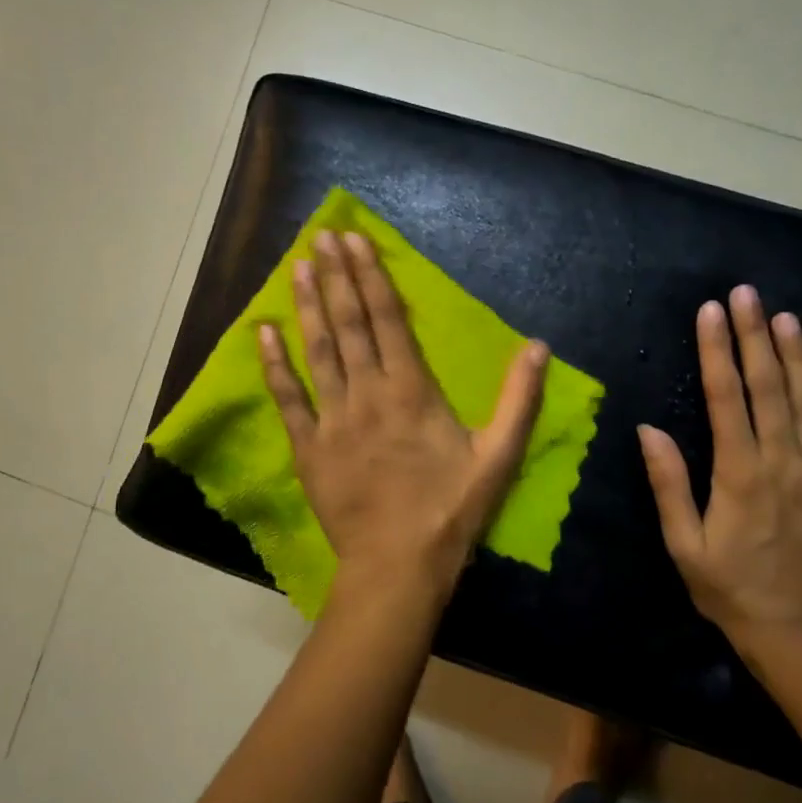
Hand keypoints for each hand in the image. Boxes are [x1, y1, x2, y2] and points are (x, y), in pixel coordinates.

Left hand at [258, 229, 548, 594]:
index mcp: (411, 390)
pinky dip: (274, 365)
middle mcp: (367, 393)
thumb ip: (519, 399)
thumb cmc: (450, 511)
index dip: (370, 276)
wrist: (398, 565)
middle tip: (320, 237)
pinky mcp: (307, 448)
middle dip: (335, 276)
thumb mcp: (498, 456)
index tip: (354, 241)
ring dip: (307, 307)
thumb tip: (538, 346)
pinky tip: (263, 333)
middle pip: (348, 324)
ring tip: (296, 267)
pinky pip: (287, 399)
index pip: (386, 319)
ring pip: (317, 352)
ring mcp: (332, 419)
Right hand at [638, 285, 801, 644]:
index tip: (711, 311)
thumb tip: (649, 430)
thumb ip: (669, 484)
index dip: (716, 351)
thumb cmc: (730, 590)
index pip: (726, 398)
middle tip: (746, 294)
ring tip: (786, 318)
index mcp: (738, 473)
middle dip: (755, 336)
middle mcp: (784, 463)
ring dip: (799, 357)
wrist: (801, 636)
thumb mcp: (684, 544)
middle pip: (769, 387)